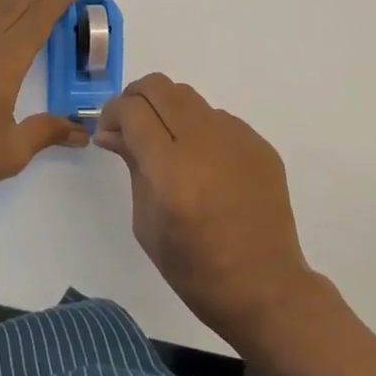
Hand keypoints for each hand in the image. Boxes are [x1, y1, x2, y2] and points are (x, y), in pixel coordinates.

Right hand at [95, 74, 316, 348]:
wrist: (265, 288)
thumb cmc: (195, 269)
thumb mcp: (146, 223)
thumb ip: (132, 165)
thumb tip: (113, 132)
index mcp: (171, 170)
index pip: (133, 110)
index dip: (112, 112)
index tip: (109, 131)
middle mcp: (204, 143)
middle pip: (159, 87)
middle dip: (136, 98)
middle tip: (131, 126)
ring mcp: (236, 138)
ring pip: (188, 97)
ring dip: (167, 110)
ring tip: (166, 144)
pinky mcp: (258, 143)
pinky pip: (217, 118)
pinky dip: (198, 129)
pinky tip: (202, 163)